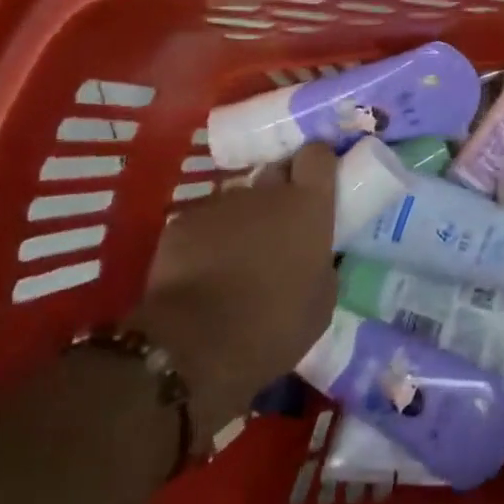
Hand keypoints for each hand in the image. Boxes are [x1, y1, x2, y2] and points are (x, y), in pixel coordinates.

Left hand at [125, 143, 338, 432]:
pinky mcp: (181, 222)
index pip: (317, 156)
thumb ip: (322, 264)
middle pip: (276, 172)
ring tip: (236, 260)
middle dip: (279, 192)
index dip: (317, 166)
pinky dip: (206, 241)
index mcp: (308, 205)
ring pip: (238, 202)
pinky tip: (202, 274)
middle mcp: (265, 192)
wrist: (194, 347)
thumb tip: (315, 257)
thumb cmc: (274, 326)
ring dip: (242, 221)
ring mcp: (220, 203)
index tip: (318, 184)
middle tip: (280, 229)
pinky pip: (202, 223)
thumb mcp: (321, 302)